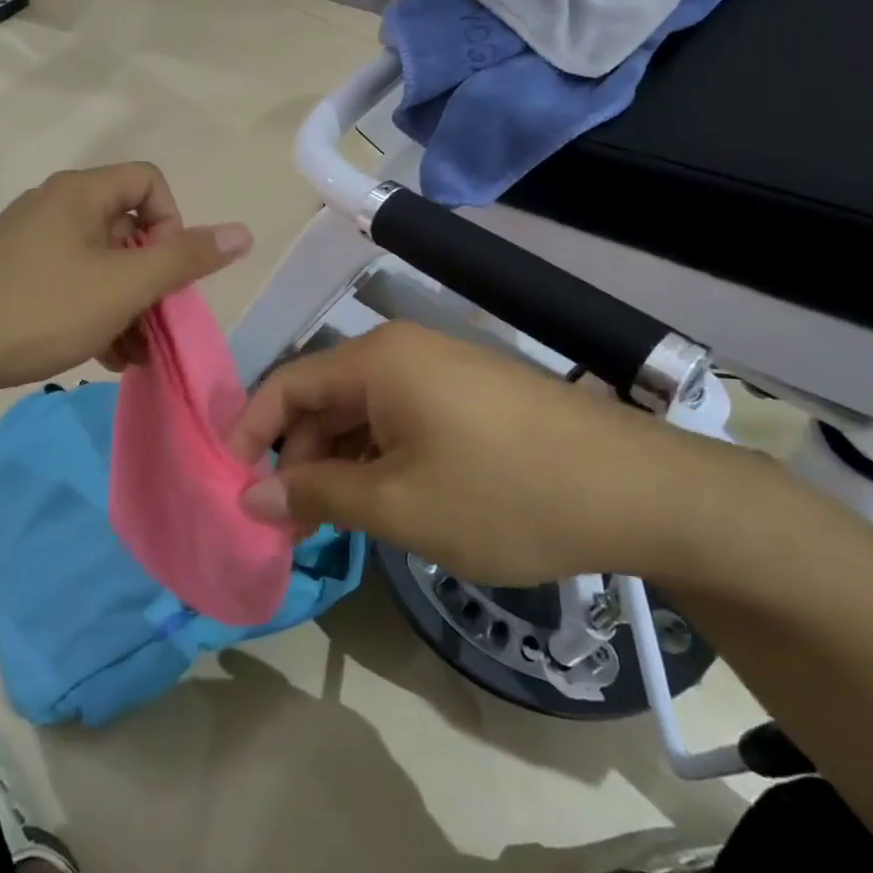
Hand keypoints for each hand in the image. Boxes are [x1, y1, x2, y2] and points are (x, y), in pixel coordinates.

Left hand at [0, 163, 251, 396]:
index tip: (164, 273)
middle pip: (127, 228)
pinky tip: (100, 356)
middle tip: (153, 326)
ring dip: (126, 307)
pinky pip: (70, 283)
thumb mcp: (123, 286)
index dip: (172, 224)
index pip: (150, 182)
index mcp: (80, 193)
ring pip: (100, 263)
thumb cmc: (39, 309)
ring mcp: (29, 241)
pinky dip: (93, 314)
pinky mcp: (11, 274)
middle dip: (150, 281)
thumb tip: (244, 232)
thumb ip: (186, 258)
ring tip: (130, 356)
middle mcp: (54, 205)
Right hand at [227, 322, 728, 584]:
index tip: (229, 482)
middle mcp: (403, 350)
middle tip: (287, 522)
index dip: (249, 431)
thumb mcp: (399, 506)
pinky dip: (380, 458)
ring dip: (339, 463)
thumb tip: (249, 495)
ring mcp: (442, 369)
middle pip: (323, 398)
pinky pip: (402, 418)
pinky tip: (384, 501)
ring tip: (333, 522)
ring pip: (364, 413)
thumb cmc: (505, 495)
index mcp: (376, 359)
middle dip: (298, 457)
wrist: (642, 493)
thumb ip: (316, 495)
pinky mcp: (471, 394)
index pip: (286, 384)